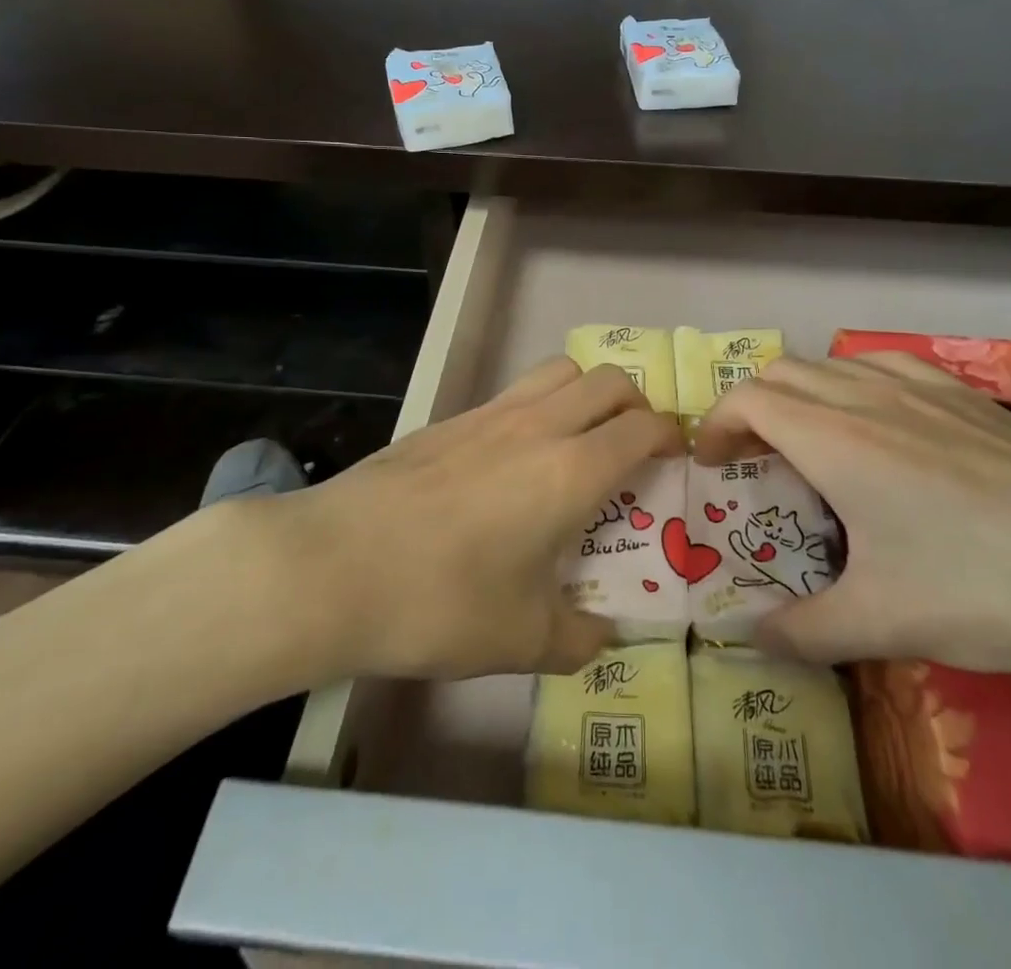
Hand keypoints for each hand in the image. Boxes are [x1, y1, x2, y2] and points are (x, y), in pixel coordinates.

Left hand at [256, 359, 680, 680]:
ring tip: (580, 438)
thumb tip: (604, 635)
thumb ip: (577, 638)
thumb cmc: (439, 603)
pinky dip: (539, 405)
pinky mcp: (451, 419)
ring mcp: (489, 415)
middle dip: (635, 406)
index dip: (670, 436)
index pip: (641, 429)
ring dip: (586, 392)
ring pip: (559, 370)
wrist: (333, 566)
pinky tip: (516, 457)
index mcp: (570, 471)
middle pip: (607, 380)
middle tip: (633, 448)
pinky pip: (515, 392)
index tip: (677, 457)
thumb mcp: (520, 640)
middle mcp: (538, 427)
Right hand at [695, 352, 1010, 676]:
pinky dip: (853, 383)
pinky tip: (879, 424)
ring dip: (800, 394)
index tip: (712, 465)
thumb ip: (803, 631)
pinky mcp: (965, 393)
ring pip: (832, 364)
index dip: (717, 424)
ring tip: (809, 443)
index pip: (749, 400)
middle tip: (753, 460)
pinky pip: (883, 365)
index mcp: (835, 440)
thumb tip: (747, 639)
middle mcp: (868, 397)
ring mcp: (921, 387)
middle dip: (750, 409)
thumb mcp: (886, 623)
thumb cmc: (989, 591)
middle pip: (782, 373)